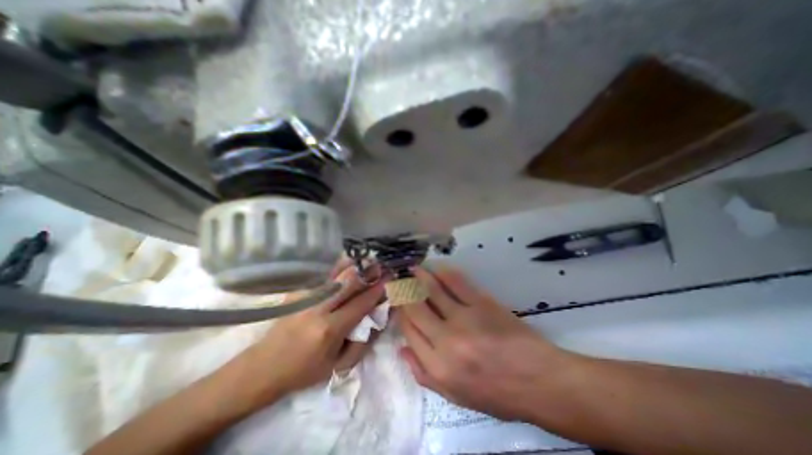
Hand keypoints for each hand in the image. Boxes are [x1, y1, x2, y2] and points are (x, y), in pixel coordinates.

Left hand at [243, 265, 383, 399]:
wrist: (263, 368)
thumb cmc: (304, 371)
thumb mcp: (338, 366)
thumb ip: (363, 343)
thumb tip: (379, 319)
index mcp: (329, 330)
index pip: (360, 304)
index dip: (376, 291)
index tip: (388, 281)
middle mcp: (318, 309)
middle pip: (348, 283)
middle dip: (367, 273)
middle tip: (380, 265)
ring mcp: (305, 298)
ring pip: (335, 276)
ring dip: (353, 266)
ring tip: (367, 260)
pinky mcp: (297, 294)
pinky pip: (323, 277)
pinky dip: (338, 268)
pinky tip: (347, 263)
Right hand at [399, 269, 575, 420]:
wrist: (538, 380)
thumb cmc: (496, 393)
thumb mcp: (455, 396)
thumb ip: (423, 373)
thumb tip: (401, 348)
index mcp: (437, 365)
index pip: (409, 329)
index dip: (400, 312)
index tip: (399, 302)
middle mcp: (445, 340)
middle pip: (415, 307)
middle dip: (404, 291)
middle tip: (400, 280)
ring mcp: (464, 318)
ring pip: (433, 291)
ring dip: (420, 276)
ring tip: (413, 268)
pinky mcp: (482, 303)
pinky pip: (457, 284)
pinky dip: (445, 274)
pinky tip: (438, 268)